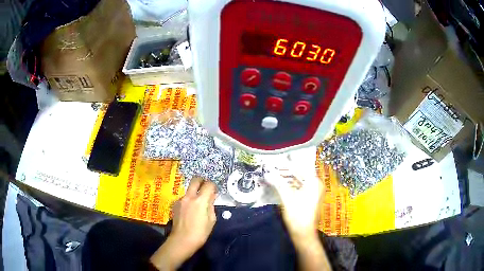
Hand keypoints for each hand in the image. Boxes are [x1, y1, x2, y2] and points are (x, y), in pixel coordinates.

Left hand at [150, 178, 216, 269]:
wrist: (182, 240)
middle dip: (202, 181)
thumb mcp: (211, 220)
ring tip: (198, 204)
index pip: (208, 184)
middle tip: (206, 188)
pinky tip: (190, 211)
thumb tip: (211, 196)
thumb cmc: (200, 233)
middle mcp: (189, 197)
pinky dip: (188, 200)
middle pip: (195, 180)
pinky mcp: (175, 205)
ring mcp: (180, 200)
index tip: (215, 191)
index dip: (213, 186)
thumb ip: (211, 205)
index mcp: (200, 200)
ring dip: (194, 192)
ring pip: (189, 190)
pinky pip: (184, 198)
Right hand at [264, 149, 330, 269]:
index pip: (300, 167)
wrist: (303, 234)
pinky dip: (289, 186)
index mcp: (314, 182)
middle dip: (285, 171)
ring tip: (273, 175)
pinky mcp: (308, 198)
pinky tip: (279, 185)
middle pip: (299, 173)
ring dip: (286, 178)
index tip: (276, 159)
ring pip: (298, 181)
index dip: (288, 163)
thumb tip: (267, 173)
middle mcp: (316, 185)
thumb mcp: (287, 198)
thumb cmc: (298, 215)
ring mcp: (313, 192)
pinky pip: (298, 187)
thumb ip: (278, 184)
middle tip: (272, 167)